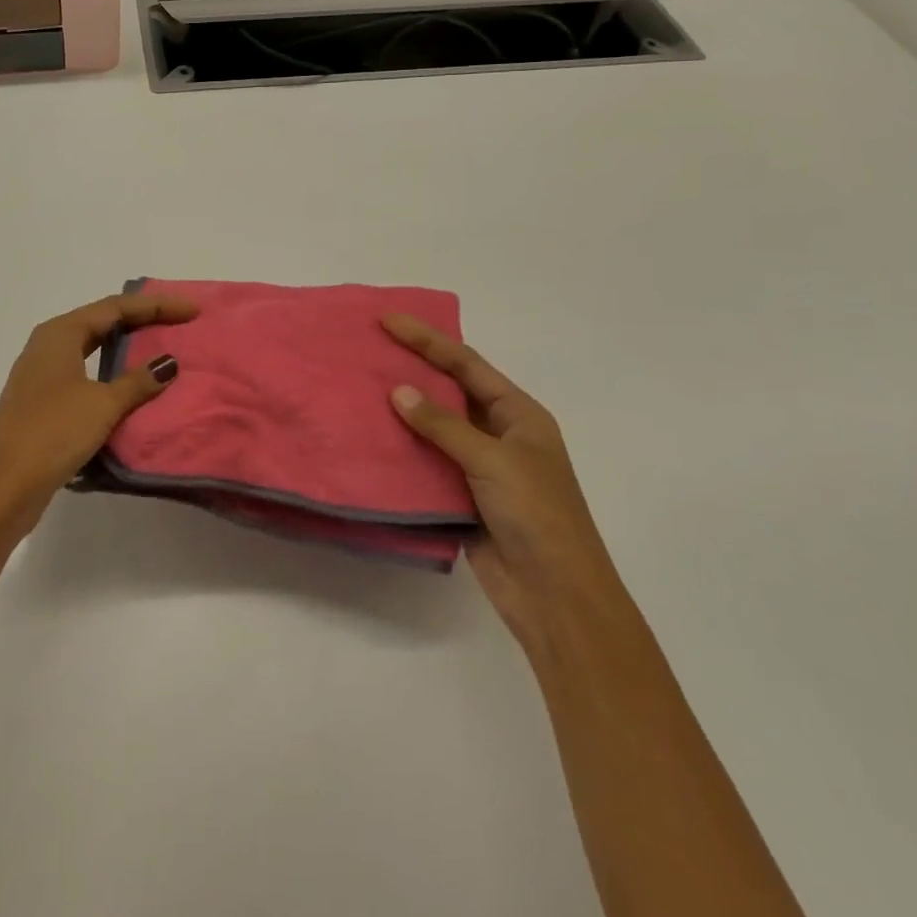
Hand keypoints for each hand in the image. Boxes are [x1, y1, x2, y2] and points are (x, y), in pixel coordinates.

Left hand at [0, 291, 196, 535]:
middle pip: (103, 321)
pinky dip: (112, 374)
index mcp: (60, 333)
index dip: (156, 306)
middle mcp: (48, 345)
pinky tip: (131, 387)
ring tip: (161, 349)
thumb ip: (138, 381)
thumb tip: (169, 362)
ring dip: (127, 348)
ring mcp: (42, 375)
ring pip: (93, 349)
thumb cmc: (52, 432)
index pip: (116, 307)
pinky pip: (86, 375)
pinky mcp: (43, 403)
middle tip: (179, 323)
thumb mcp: (102, 404)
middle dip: (142, 320)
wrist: (1, 487)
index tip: (192, 310)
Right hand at [382, 314, 631, 655]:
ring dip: (403, 409)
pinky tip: (372, 435)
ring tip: (361, 385)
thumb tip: (397, 391)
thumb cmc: (537, 515)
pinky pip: (426, 461)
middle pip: (450, 390)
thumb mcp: (493, 460)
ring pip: (434, 426)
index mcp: (519, 415)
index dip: (427, 339)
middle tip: (370, 346)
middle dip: (413, 367)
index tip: (389, 321)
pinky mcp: (460, 496)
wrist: (555, 595)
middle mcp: (499, 434)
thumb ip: (443, 424)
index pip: (467, 364)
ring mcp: (479, 466)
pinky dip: (402, 448)